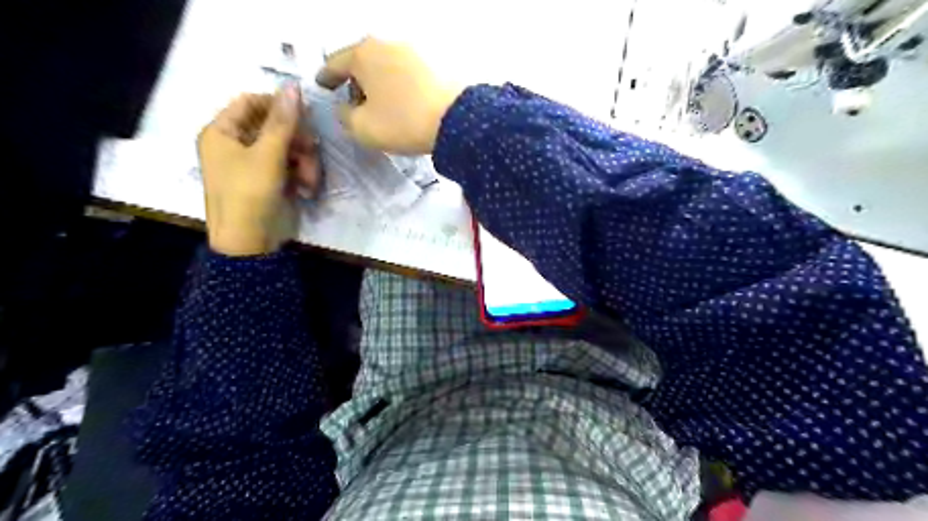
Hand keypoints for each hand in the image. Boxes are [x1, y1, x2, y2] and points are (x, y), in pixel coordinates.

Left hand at [197, 85, 320, 256]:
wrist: (250, 244)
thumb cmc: (250, 195)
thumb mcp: (268, 156)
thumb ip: (283, 121)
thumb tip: (293, 86)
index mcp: (222, 132)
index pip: (250, 102)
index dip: (278, 105)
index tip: (305, 114)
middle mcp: (236, 145)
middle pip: (274, 126)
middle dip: (297, 141)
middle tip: (312, 150)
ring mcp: (254, 164)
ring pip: (287, 148)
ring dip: (304, 161)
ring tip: (310, 180)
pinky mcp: (270, 181)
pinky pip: (290, 166)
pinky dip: (301, 175)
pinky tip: (306, 190)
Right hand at [320, 37, 462, 154]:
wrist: (455, 120)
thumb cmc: (402, 122)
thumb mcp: (362, 128)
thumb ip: (345, 116)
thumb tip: (348, 108)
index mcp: (363, 54)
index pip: (335, 63)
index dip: (326, 77)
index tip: (322, 84)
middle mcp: (387, 44)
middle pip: (362, 62)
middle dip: (355, 82)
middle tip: (355, 104)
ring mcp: (414, 51)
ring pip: (386, 67)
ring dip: (379, 84)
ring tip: (383, 107)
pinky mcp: (435, 64)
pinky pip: (407, 74)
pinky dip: (400, 86)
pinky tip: (404, 104)